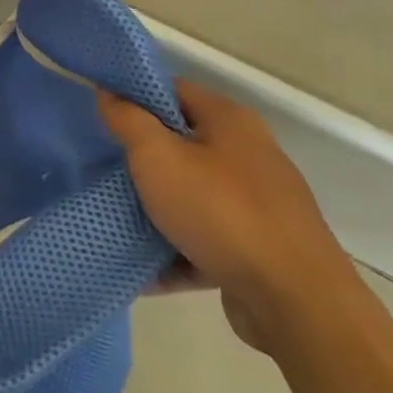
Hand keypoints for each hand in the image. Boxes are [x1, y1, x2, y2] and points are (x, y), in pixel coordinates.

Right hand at [100, 80, 354, 351]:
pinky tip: (141, 268)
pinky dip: (174, 251)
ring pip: (189, 195)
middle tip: (100, 168)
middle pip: (180, 144)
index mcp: (230, 121)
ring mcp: (256, 204)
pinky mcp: (256, 248)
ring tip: (112, 218)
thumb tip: (108, 91)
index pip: (173, 90)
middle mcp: (248, 155)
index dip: (133, 97)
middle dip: (138, 158)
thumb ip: (128, 120)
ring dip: (153, 209)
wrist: (295, 302)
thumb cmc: (220, 212)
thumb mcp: (158, 157)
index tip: (98, 114)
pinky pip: (202, 239)